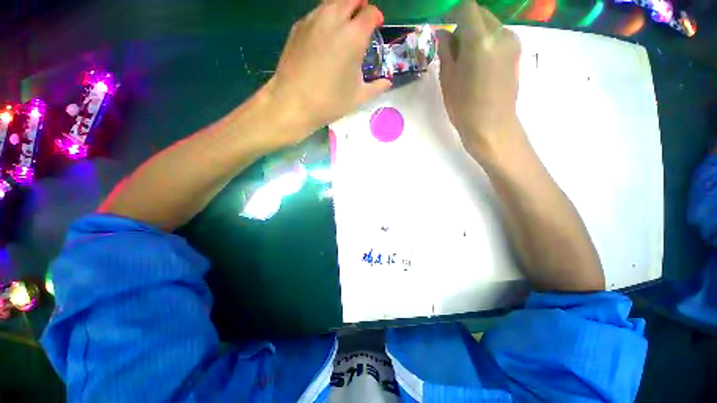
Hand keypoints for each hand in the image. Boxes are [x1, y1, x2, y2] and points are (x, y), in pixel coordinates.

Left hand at [265, 0, 391, 142]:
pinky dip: (325, 17)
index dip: (376, 17)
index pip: (370, 12)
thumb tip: (387, 83)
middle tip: (362, 20)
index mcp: (353, 36)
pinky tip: (325, 35)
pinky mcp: (298, 27)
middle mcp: (334, 20)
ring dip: (342, 8)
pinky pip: (316, 13)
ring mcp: (313, 21)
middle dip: (360, 5)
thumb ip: (376, 87)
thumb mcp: (358, 97)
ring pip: (332, 2)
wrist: (293, 103)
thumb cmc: (330, 102)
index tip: (377, 25)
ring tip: (344, 27)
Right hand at [436, 1, 521, 159]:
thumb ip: (446, 50)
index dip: (454, 14)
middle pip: (480, 14)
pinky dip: (486, 42)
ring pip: (490, 24)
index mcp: (479, 41)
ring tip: (467, 60)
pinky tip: (480, 63)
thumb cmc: (464, 108)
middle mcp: (500, 34)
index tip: (445, 27)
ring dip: (476, 34)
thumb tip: (442, 32)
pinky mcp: (517, 51)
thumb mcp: (447, 80)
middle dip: (464, 25)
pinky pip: (499, 36)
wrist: (492, 126)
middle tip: (454, 49)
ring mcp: (513, 42)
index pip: (467, 8)